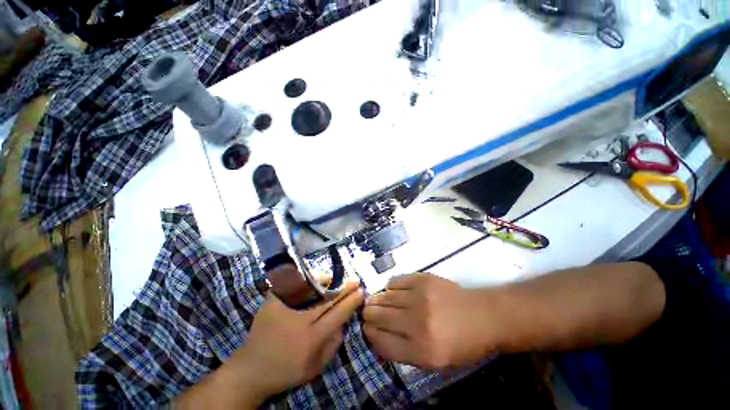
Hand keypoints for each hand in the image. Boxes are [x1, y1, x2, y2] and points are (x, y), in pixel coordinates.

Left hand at [227, 277, 363, 403]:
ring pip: (310, 289)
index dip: (351, 301)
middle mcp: (299, 320)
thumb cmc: (286, 371)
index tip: (361, 291)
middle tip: (354, 281)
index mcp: (311, 338)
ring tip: (335, 278)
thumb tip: (344, 324)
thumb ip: (333, 346)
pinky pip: (291, 286)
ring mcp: (284, 309)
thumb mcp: (314, 368)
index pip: (338, 314)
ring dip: (326, 282)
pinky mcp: (271, 302)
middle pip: (328, 299)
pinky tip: (312, 279)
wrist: (250, 370)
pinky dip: (304, 280)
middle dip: (344, 288)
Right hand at [363, 273, 495, 369]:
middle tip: (369, 313)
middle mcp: (416, 323)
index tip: (367, 328)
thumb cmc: (460, 343)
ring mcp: (419, 297)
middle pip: (377, 316)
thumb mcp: (433, 361)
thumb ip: (402, 351)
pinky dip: (390, 287)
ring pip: (383, 296)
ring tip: (380, 301)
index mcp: (420, 351)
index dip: (369, 334)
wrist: (483, 316)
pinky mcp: (422, 279)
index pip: (380, 341)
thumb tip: (377, 334)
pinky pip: (395, 281)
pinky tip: (395, 291)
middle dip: (368, 314)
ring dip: (377, 300)